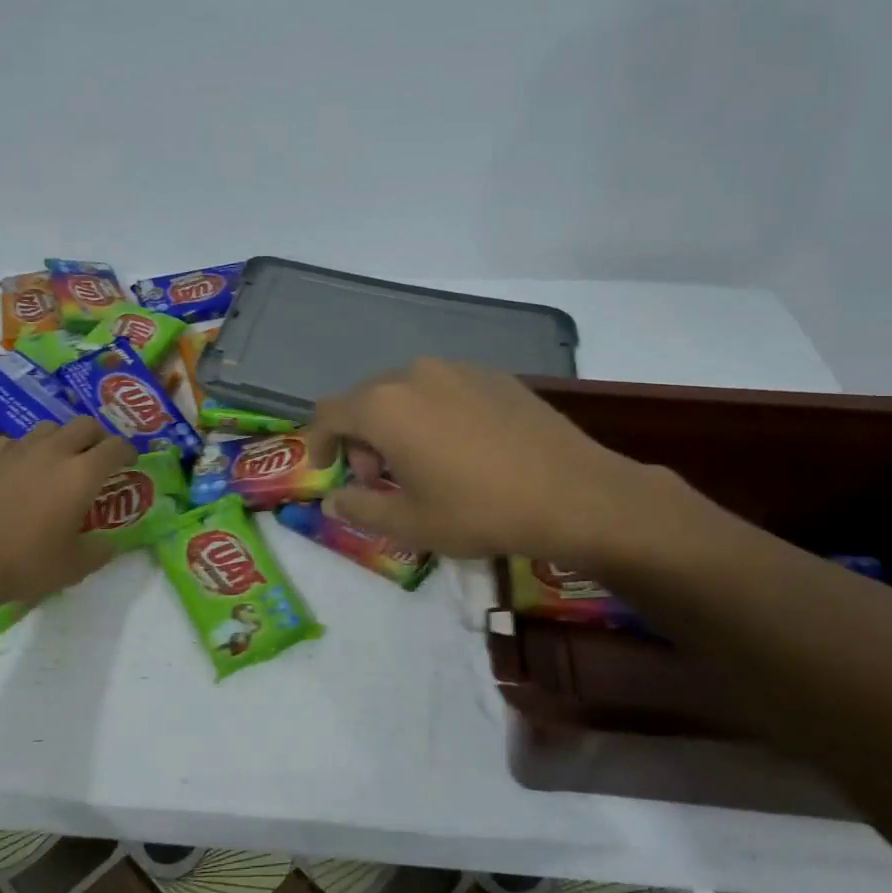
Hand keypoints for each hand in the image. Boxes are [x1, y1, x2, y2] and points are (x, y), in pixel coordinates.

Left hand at [0, 417, 135, 610]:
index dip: (128, 452)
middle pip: (85, 425)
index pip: (117, 446)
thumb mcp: (74, 567)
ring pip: (48, 427)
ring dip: (61, 439)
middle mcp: (53, 451)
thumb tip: (110, 544)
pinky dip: (22, 450)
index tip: (130, 463)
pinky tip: (16, 469)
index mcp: (82, 474)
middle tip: (97, 458)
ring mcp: (15, 450)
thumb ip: (99, 551)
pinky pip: (12, 441)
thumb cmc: (24, 565)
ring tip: (57, 460)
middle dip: (97, 437)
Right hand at [308, 359, 700, 572]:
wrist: (574, 494)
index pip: (328, 412)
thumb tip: (333, 499)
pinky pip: (443, 389)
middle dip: (361, 438)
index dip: (317, 441)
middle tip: (379, 480)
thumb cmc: (480, 510)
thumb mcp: (410, 523)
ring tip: (422, 464)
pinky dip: (432, 414)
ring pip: (405, 392)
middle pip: (366, 399)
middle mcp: (414, 374)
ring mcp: (457, 369)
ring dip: (397, 425)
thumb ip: (360, 508)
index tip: (326, 470)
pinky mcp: (493, 375)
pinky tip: (461, 448)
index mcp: (384, 406)